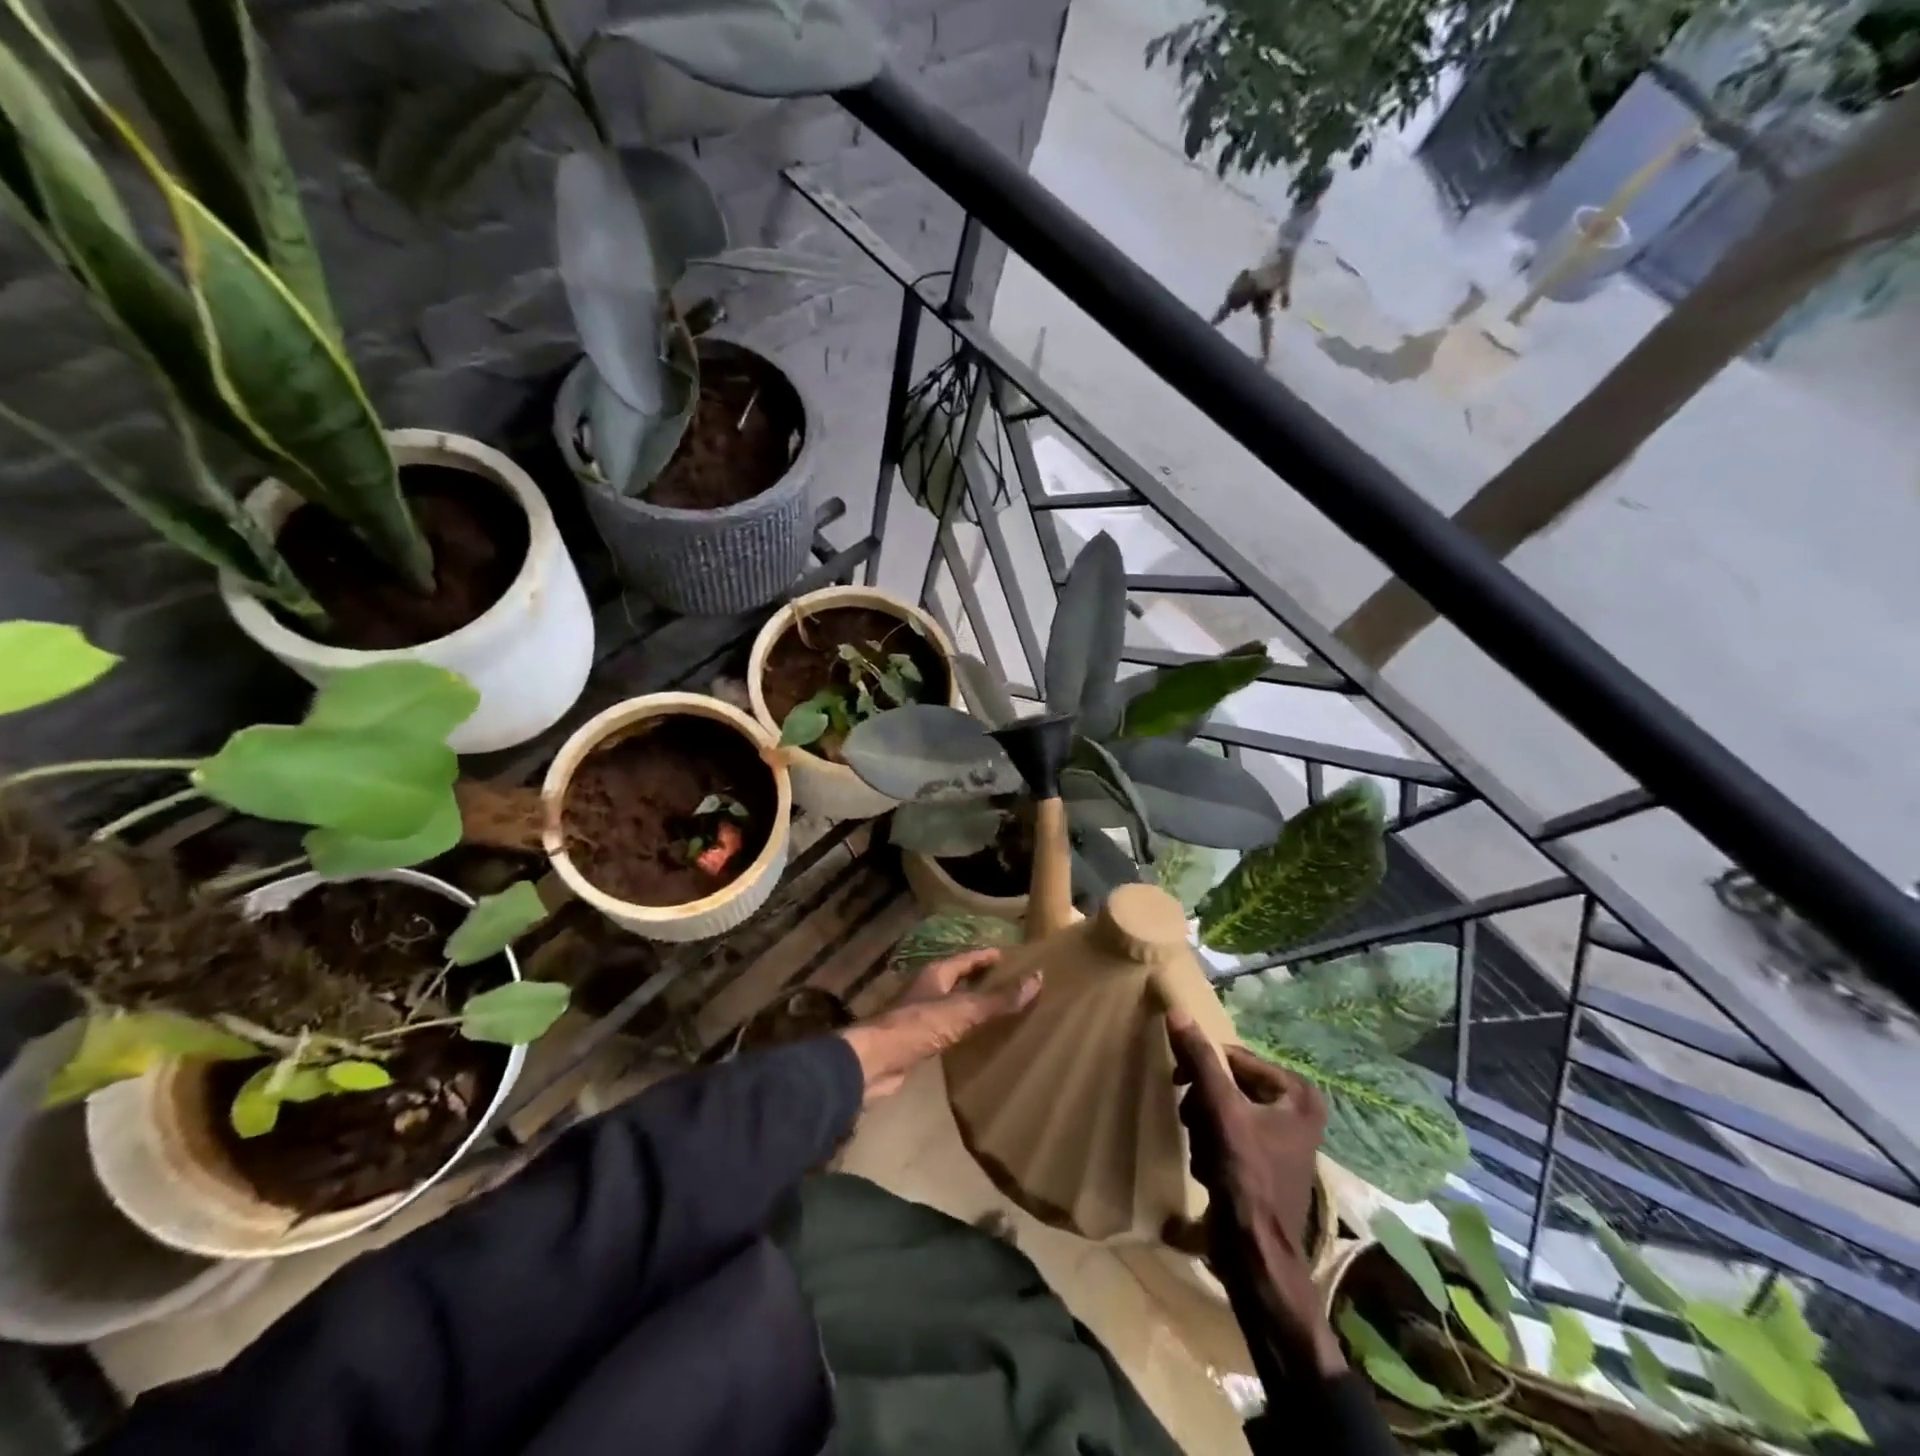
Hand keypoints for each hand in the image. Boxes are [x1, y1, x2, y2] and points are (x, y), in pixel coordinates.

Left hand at [839, 950, 1040, 1104]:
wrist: (876, 1061)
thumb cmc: (918, 1026)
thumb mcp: (963, 1010)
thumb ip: (999, 999)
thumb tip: (1038, 978)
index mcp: (936, 973)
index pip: (968, 958)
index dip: (988, 956)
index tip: (1010, 956)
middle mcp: (927, 988)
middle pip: (959, 978)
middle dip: (982, 979)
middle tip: (1011, 983)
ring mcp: (920, 1014)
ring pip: (952, 1003)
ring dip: (972, 1005)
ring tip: (999, 1010)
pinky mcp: (917, 1039)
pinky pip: (947, 1027)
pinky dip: (963, 1028)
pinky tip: (976, 1038)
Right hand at [1166, 1011, 1345, 1379]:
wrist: (1254, 1257)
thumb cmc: (1246, 1179)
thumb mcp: (1221, 1111)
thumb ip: (1200, 1060)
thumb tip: (1177, 1012)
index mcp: (1298, 1094)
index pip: (1234, 1057)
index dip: (1203, 1069)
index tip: (1179, 1085)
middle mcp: (1297, 1110)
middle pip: (1228, 1083)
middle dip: (1204, 1105)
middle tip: (1194, 1124)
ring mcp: (1282, 1137)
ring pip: (1223, 1107)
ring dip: (1204, 1127)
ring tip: (1204, 1153)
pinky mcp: (1264, 1161)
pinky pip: (1227, 1132)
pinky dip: (1212, 1145)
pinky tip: (1210, 1170)